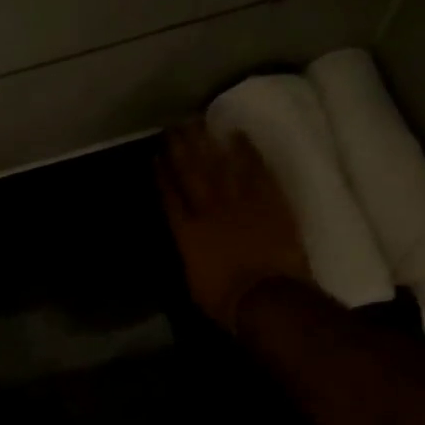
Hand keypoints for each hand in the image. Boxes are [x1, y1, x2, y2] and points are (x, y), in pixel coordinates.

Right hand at [157, 123, 311, 333]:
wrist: (266, 297)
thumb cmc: (226, 301)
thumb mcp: (195, 284)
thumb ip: (191, 258)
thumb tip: (191, 247)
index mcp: (187, 234)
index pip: (170, 198)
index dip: (162, 176)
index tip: (156, 156)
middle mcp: (208, 211)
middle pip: (192, 174)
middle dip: (181, 150)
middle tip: (174, 127)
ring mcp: (240, 204)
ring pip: (220, 167)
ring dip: (209, 144)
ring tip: (200, 123)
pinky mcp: (269, 203)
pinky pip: (256, 171)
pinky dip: (247, 152)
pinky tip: (238, 136)